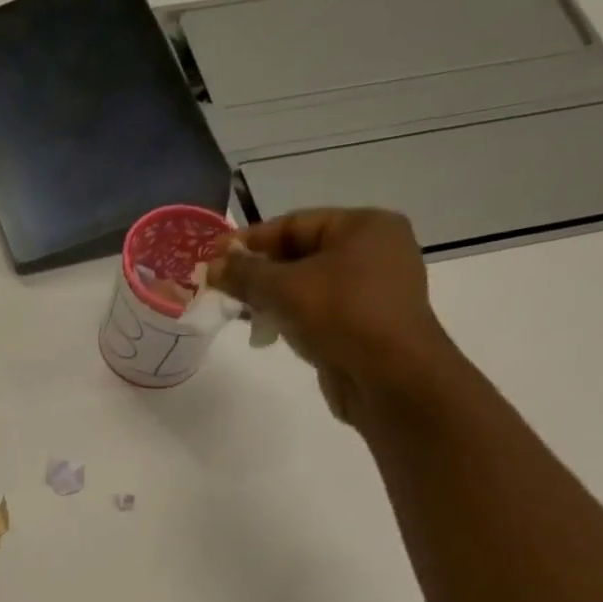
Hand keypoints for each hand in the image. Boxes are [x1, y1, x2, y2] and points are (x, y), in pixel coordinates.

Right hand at [207, 208, 452, 423]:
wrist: (389, 377)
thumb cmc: (341, 315)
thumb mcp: (283, 288)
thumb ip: (245, 273)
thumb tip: (213, 266)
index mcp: (364, 226)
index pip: (294, 224)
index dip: (250, 240)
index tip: (213, 257)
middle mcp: (374, 251)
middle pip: (301, 254)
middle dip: (259, 271)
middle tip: (221, 287)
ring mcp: (372, 290)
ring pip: (308, 285)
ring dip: (272, 297)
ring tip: (238, 311)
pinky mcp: (365, 324)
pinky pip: (319, 311)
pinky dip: (291, 316)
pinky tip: (267, 330)